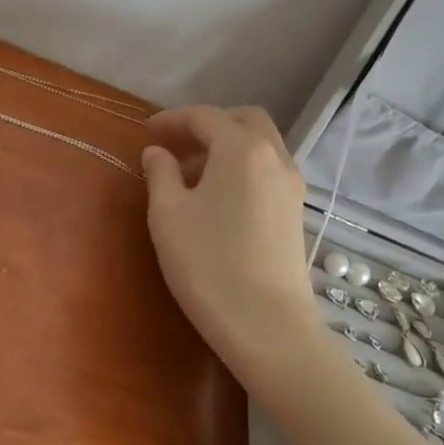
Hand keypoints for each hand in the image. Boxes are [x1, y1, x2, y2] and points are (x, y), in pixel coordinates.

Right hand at [142, 106, 323, 390]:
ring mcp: (291, 185)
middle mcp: (274, 157)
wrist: (268, 327)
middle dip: (208, 125)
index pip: (205, 116)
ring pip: (260, 144)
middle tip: (176, 147)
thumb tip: (157, 152)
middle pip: (243, 119)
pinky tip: (218, 198)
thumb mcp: (168, 215)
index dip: (173, 119)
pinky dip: (242, 167)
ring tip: (191, 176)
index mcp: (242, 148)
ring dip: (226, 146)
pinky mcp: (296, 211)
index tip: (147, 132)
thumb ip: (160, 173)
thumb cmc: (209, 265)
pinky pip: (267, 170)